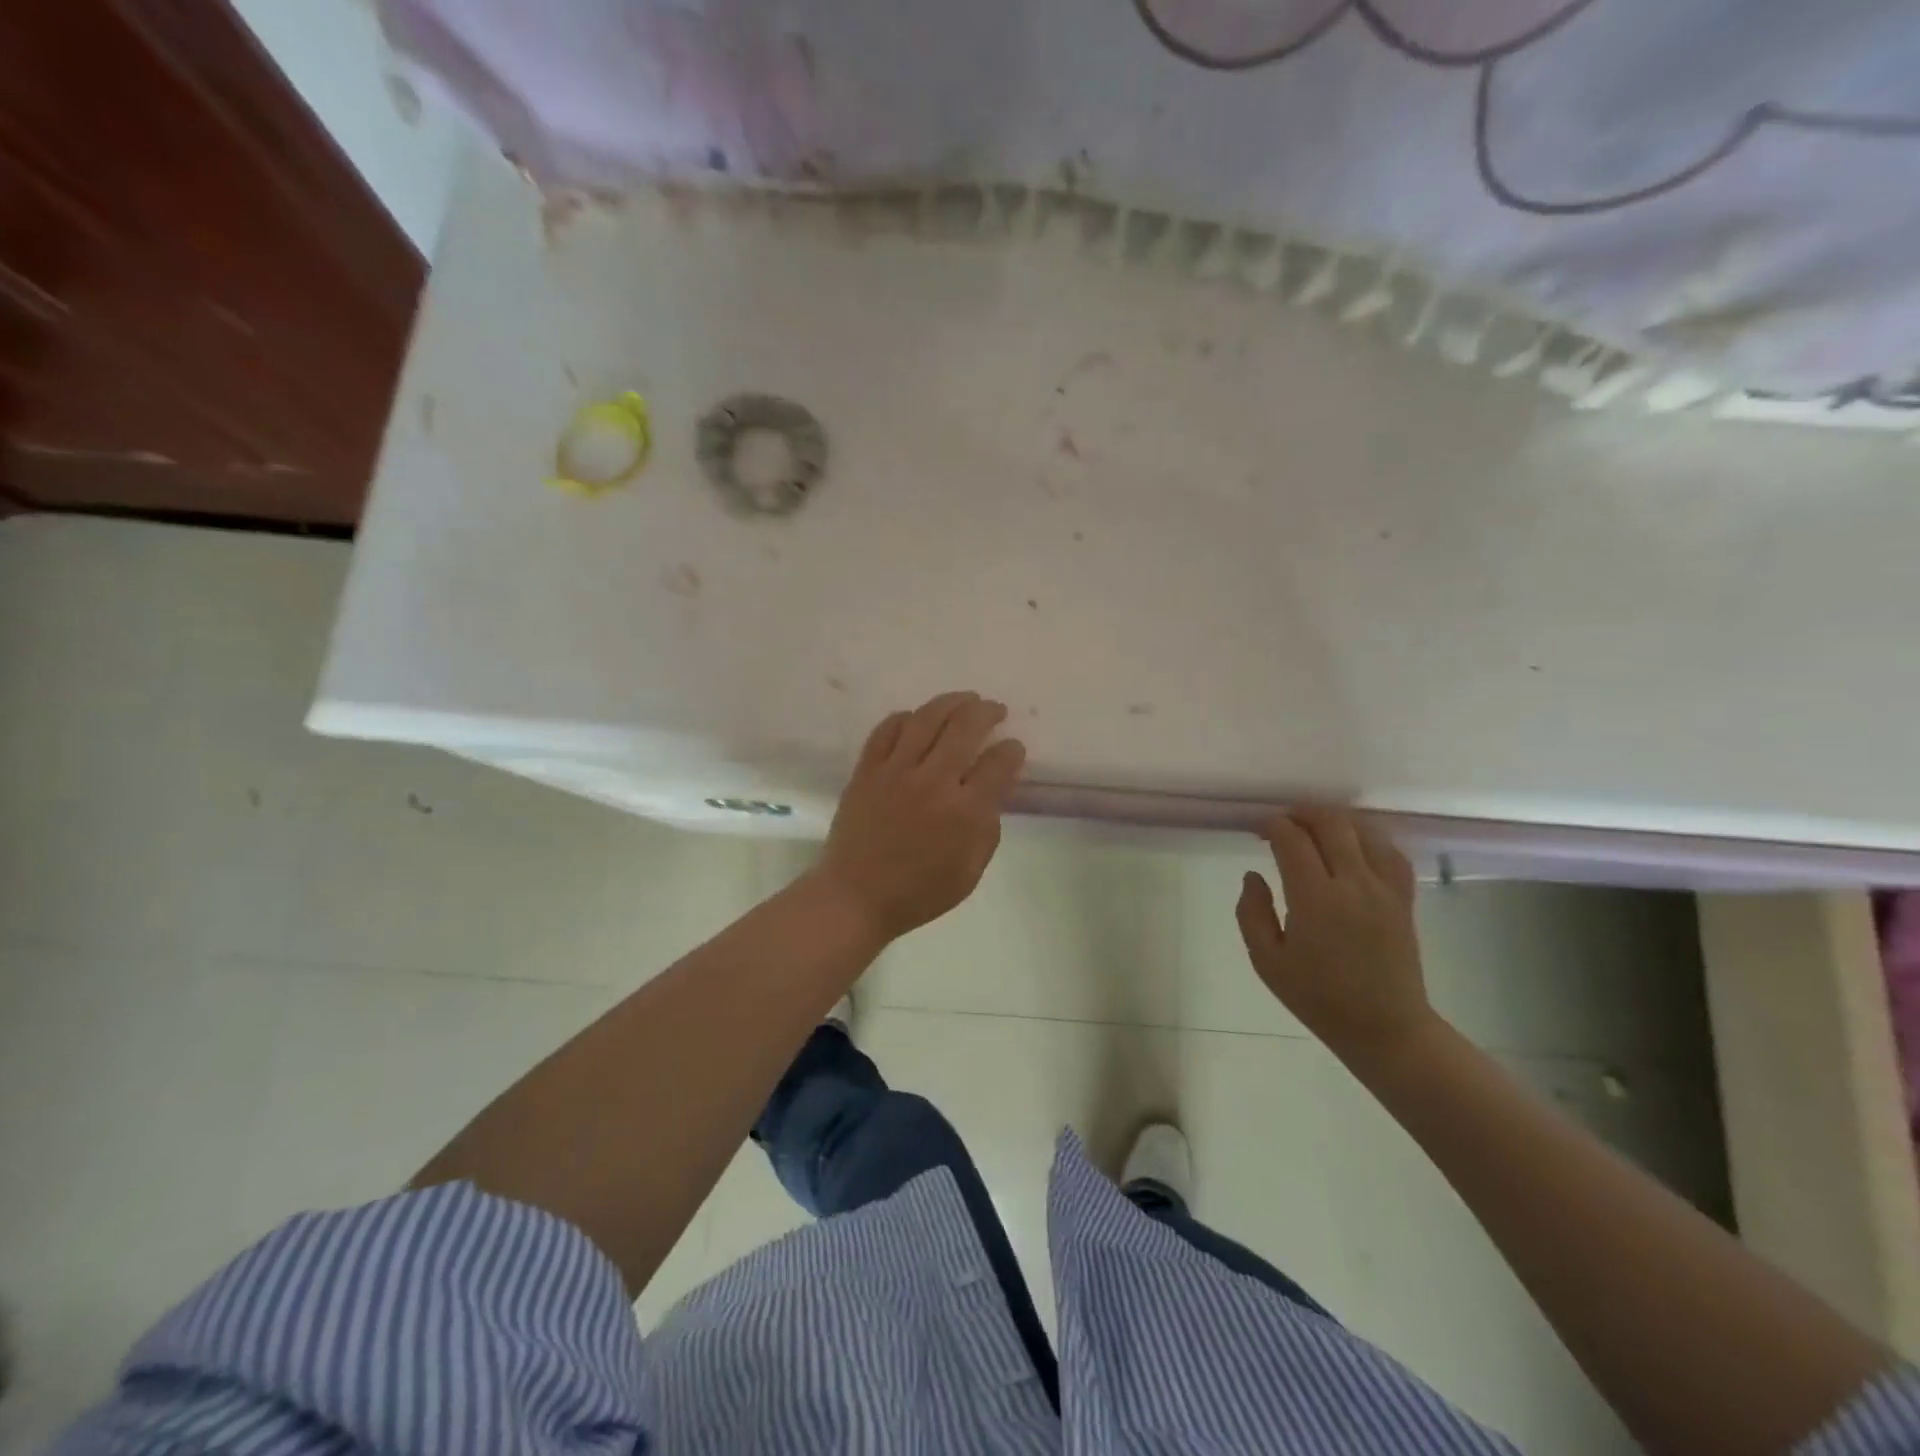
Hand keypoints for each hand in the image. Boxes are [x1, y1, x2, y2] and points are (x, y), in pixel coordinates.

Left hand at [814, 691, 1026, 941]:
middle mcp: (933, 782)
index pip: (998, 764)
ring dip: (952, 702)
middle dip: (987, 712)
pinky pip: (887, 729)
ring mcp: (896, 771)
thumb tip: (992, 790)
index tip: (1013, 748)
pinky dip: (906, 717)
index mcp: (964, 812)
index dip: (1012, 751)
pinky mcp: (867, 770)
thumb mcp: (970, 871)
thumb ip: (988, 828)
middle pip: (966, 727)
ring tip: (965, 699)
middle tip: (995, 710)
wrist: (856, 897)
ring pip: (927, 718)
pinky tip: (918, 718)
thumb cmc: (919, 893)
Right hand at [1235, 807, 1434, 1065]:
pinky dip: (1369, 838)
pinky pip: (1391, 851)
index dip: (1273, 826)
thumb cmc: (1318, 998)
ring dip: (1336, 820)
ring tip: (1314, 828)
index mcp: (1315, 899)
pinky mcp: (1403, 898)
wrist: (1386, 1028)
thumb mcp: (1267, 962)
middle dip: (1303, 812)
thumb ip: (1252, 913)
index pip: (1293, 840)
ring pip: (1364, 830)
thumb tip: (1253, 875)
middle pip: (1331, 824)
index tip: (1259, 829)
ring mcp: (1384, 889)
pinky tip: (1354, 845)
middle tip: (1283, 822)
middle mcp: (1353, 884)